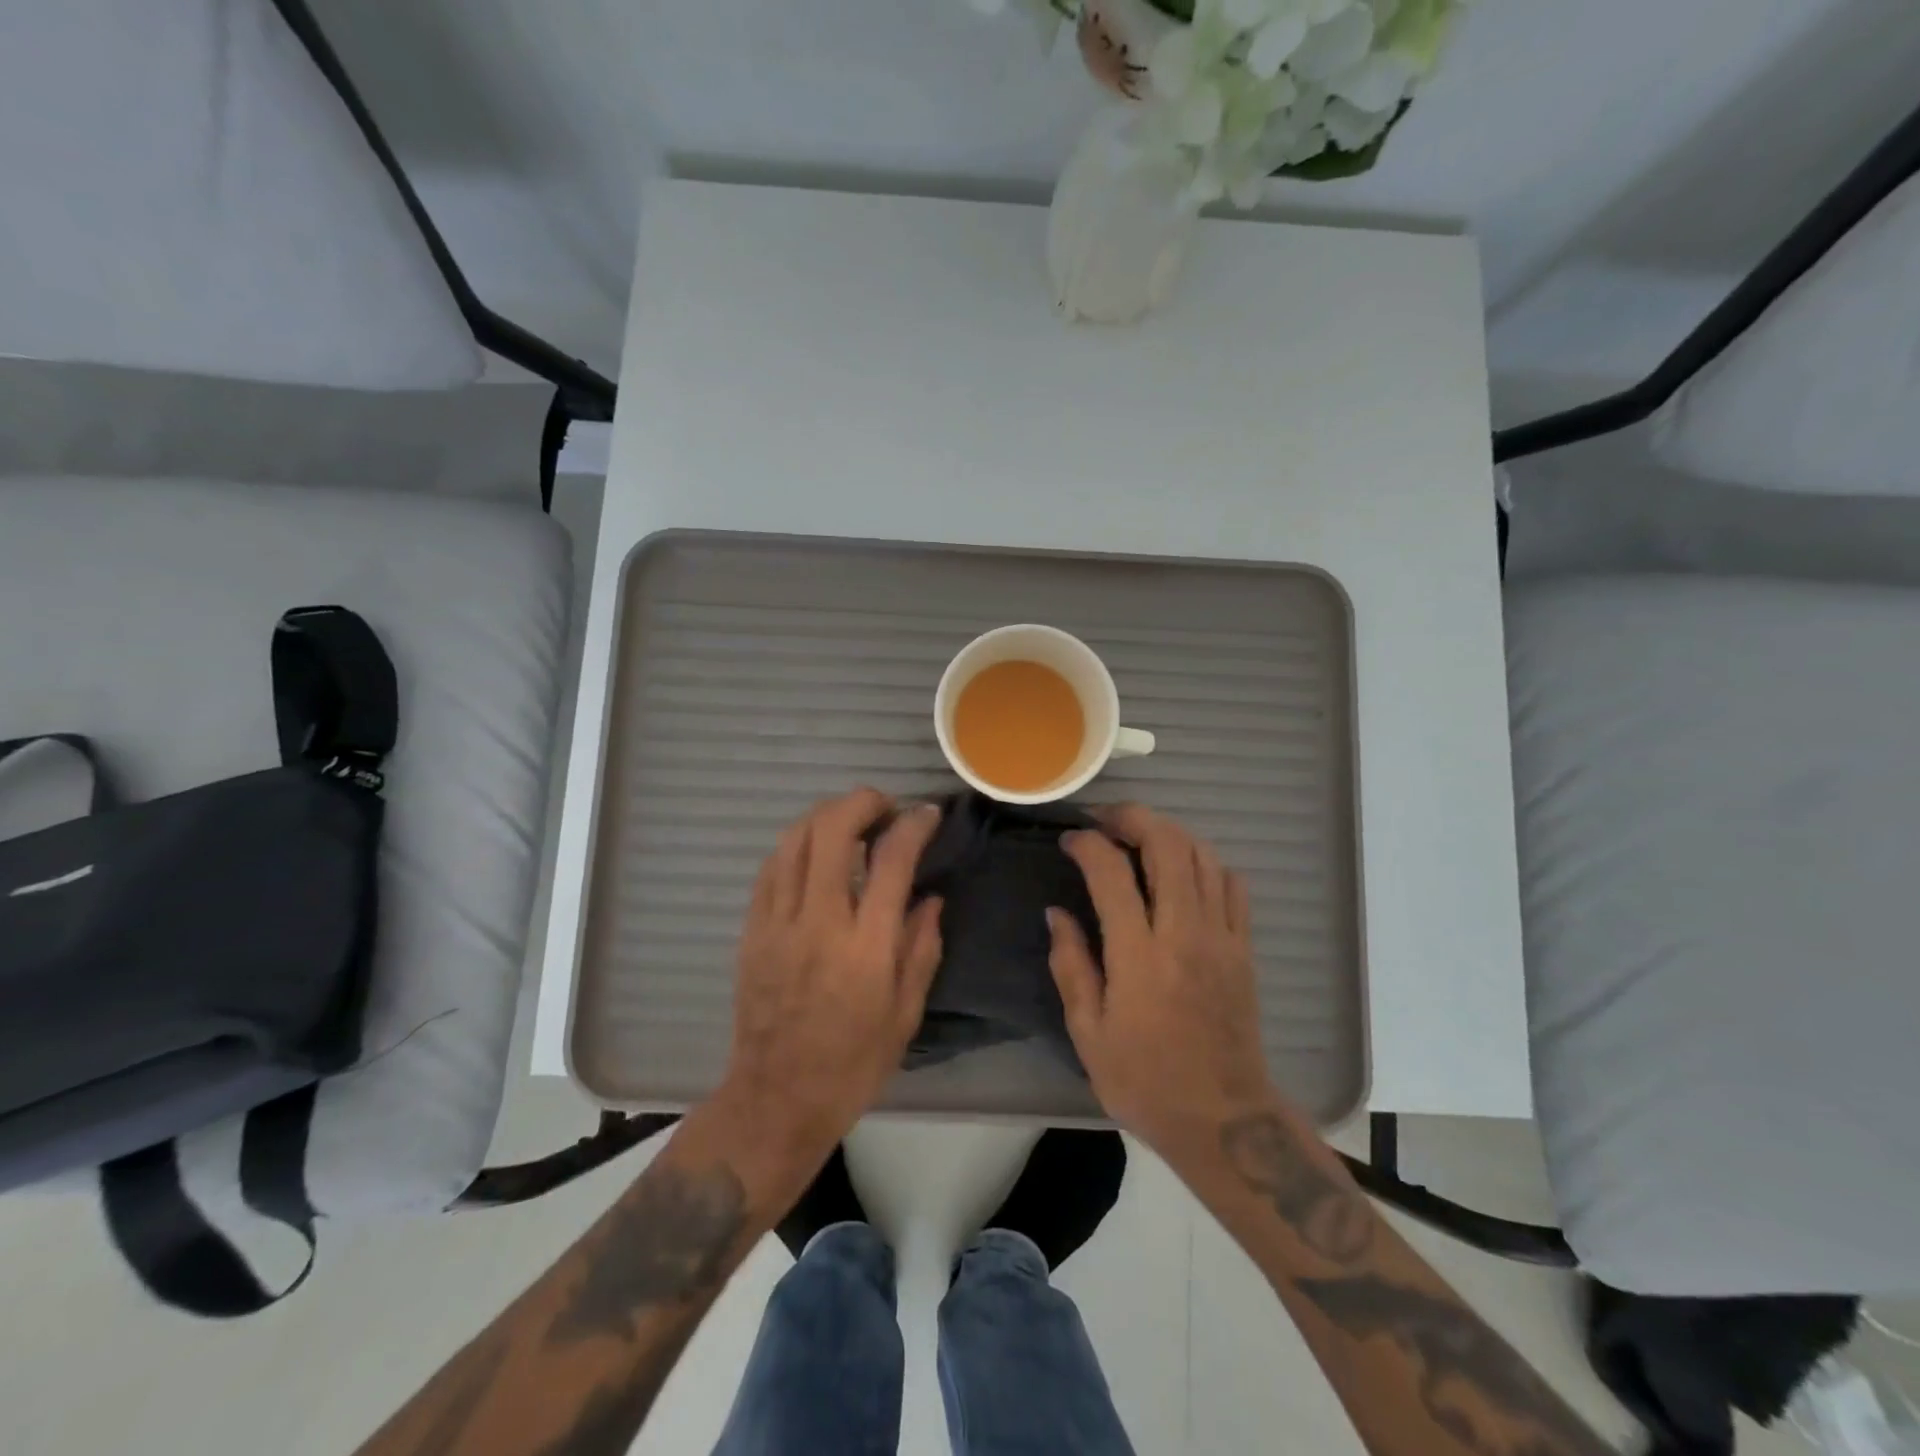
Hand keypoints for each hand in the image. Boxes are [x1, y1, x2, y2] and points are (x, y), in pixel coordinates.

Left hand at [718, 789, 943, 1166]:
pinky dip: (797, 845)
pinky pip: (771, 867)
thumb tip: (931, 898)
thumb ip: (922, 948)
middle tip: (884, 808)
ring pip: (795, 839)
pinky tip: (814, 851)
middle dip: (862, 801)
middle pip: (832, 830)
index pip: (892, 860)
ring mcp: (778, 922)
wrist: (776, 1099)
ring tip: (850, 821)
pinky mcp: (752, 930)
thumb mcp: (906, 1014)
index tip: (928, 814)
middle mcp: (819, 922)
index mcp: (866, 947)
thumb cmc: (853, 1064)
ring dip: (826, 815)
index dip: (914, 825)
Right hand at [1049, 805, 1273, 1154]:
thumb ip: (1071, 964)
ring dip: (1168, 833)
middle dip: (1133, 817)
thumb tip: (1056, 912)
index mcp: (1139, 956)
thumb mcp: (1088, 1032)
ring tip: (1138, 838)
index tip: (1070, 840)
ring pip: (1202, 855)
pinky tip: (1182, 873)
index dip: (1087, 843)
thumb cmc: (1145, 1080)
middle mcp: (1184, 934)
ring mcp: (1222, 937)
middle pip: (1168, 844)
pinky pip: (1231, 883)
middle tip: (1105, 820)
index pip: (1112, 872)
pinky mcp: (1244, 948)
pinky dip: (1204, 862)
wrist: (1223, 1119)